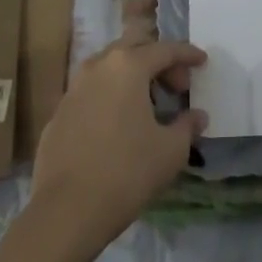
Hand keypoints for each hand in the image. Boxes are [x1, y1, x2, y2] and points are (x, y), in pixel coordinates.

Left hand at [29, 39, 206, 256]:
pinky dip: (111, 98)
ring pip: (109, 69)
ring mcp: (73, 89)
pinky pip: (92, 93)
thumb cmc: (127, 172)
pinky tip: (119, 126)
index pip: (165, 50)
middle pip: (134, 50)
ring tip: (149, 105)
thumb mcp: (171, 150)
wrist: (66, 211)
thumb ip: (187, 126)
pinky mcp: (58, 114)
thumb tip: (197, 116)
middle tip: (177, 87)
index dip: (187, 54)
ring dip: (132, 78)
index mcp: (128, 66)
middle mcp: (98, 67)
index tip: (203, 61)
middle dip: (158, 62)